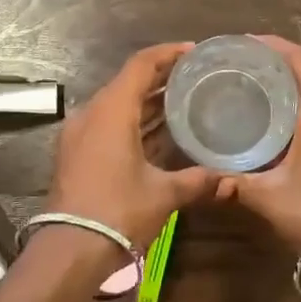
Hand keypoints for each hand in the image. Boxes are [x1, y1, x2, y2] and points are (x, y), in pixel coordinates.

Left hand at [46, 44, 218, 255]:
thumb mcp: (164, 194)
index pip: (141, 65)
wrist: (68, 250)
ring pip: (117, 104)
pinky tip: (158, 134)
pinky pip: (108, 123)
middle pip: (128, 82)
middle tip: (194, 77)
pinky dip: (133, 121)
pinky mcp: (76, 153)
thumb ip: (198, 181)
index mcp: (112, 110)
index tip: (193, 51)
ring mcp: (80, 133)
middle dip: (161, 78)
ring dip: (147, 102)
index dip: (168, 54)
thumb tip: (231, 180)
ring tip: (183, 101)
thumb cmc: (118, 212)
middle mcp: (92, 113)